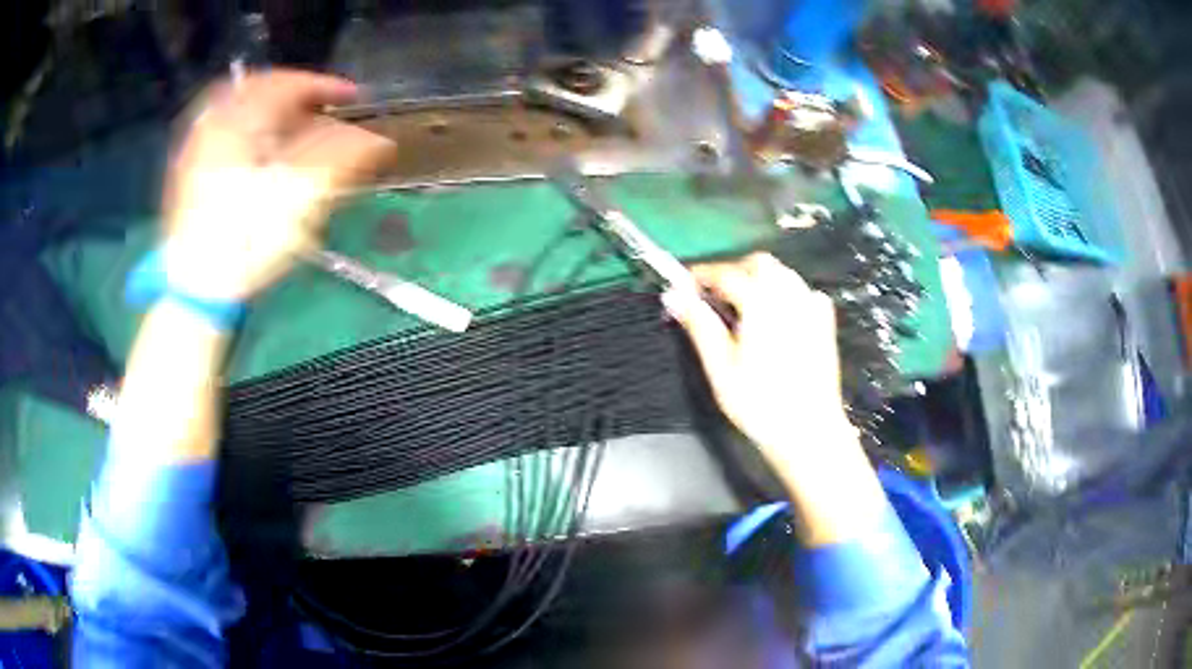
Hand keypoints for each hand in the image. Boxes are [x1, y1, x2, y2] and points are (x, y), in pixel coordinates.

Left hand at [161, 69, 396, 301]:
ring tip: (293, 129)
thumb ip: (340, 158)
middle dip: (293, 93)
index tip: (352, 98)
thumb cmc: (246, 240)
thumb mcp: (300, 197)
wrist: (194, 290)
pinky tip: (257, 152)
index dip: (324, 86)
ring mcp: (195, 148)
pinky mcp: (188, 173)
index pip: (288, 83)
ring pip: (237, 109)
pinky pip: (221, 131)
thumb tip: (377, 140)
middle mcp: (214, 124)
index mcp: (239, 121)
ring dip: (269, 111)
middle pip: (258, 89)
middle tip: (319, 109)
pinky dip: (246, 130)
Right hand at [663, 253, 852, 456]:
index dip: (701, 276)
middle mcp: (790, 296)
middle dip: (733, 272)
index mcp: (761, 303)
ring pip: (783, 274)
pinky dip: (785, 294)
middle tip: (713, 297)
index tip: (684, 285)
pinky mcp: (825, 323)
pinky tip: (776, 318)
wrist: (809, 432)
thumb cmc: (760, 404)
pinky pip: (803, 292)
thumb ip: (699, 325)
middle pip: (759, 264)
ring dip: (759, 280)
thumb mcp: (721, 368)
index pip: (725, 274)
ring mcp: (811, 308)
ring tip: (741, 309)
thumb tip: (674, 296)